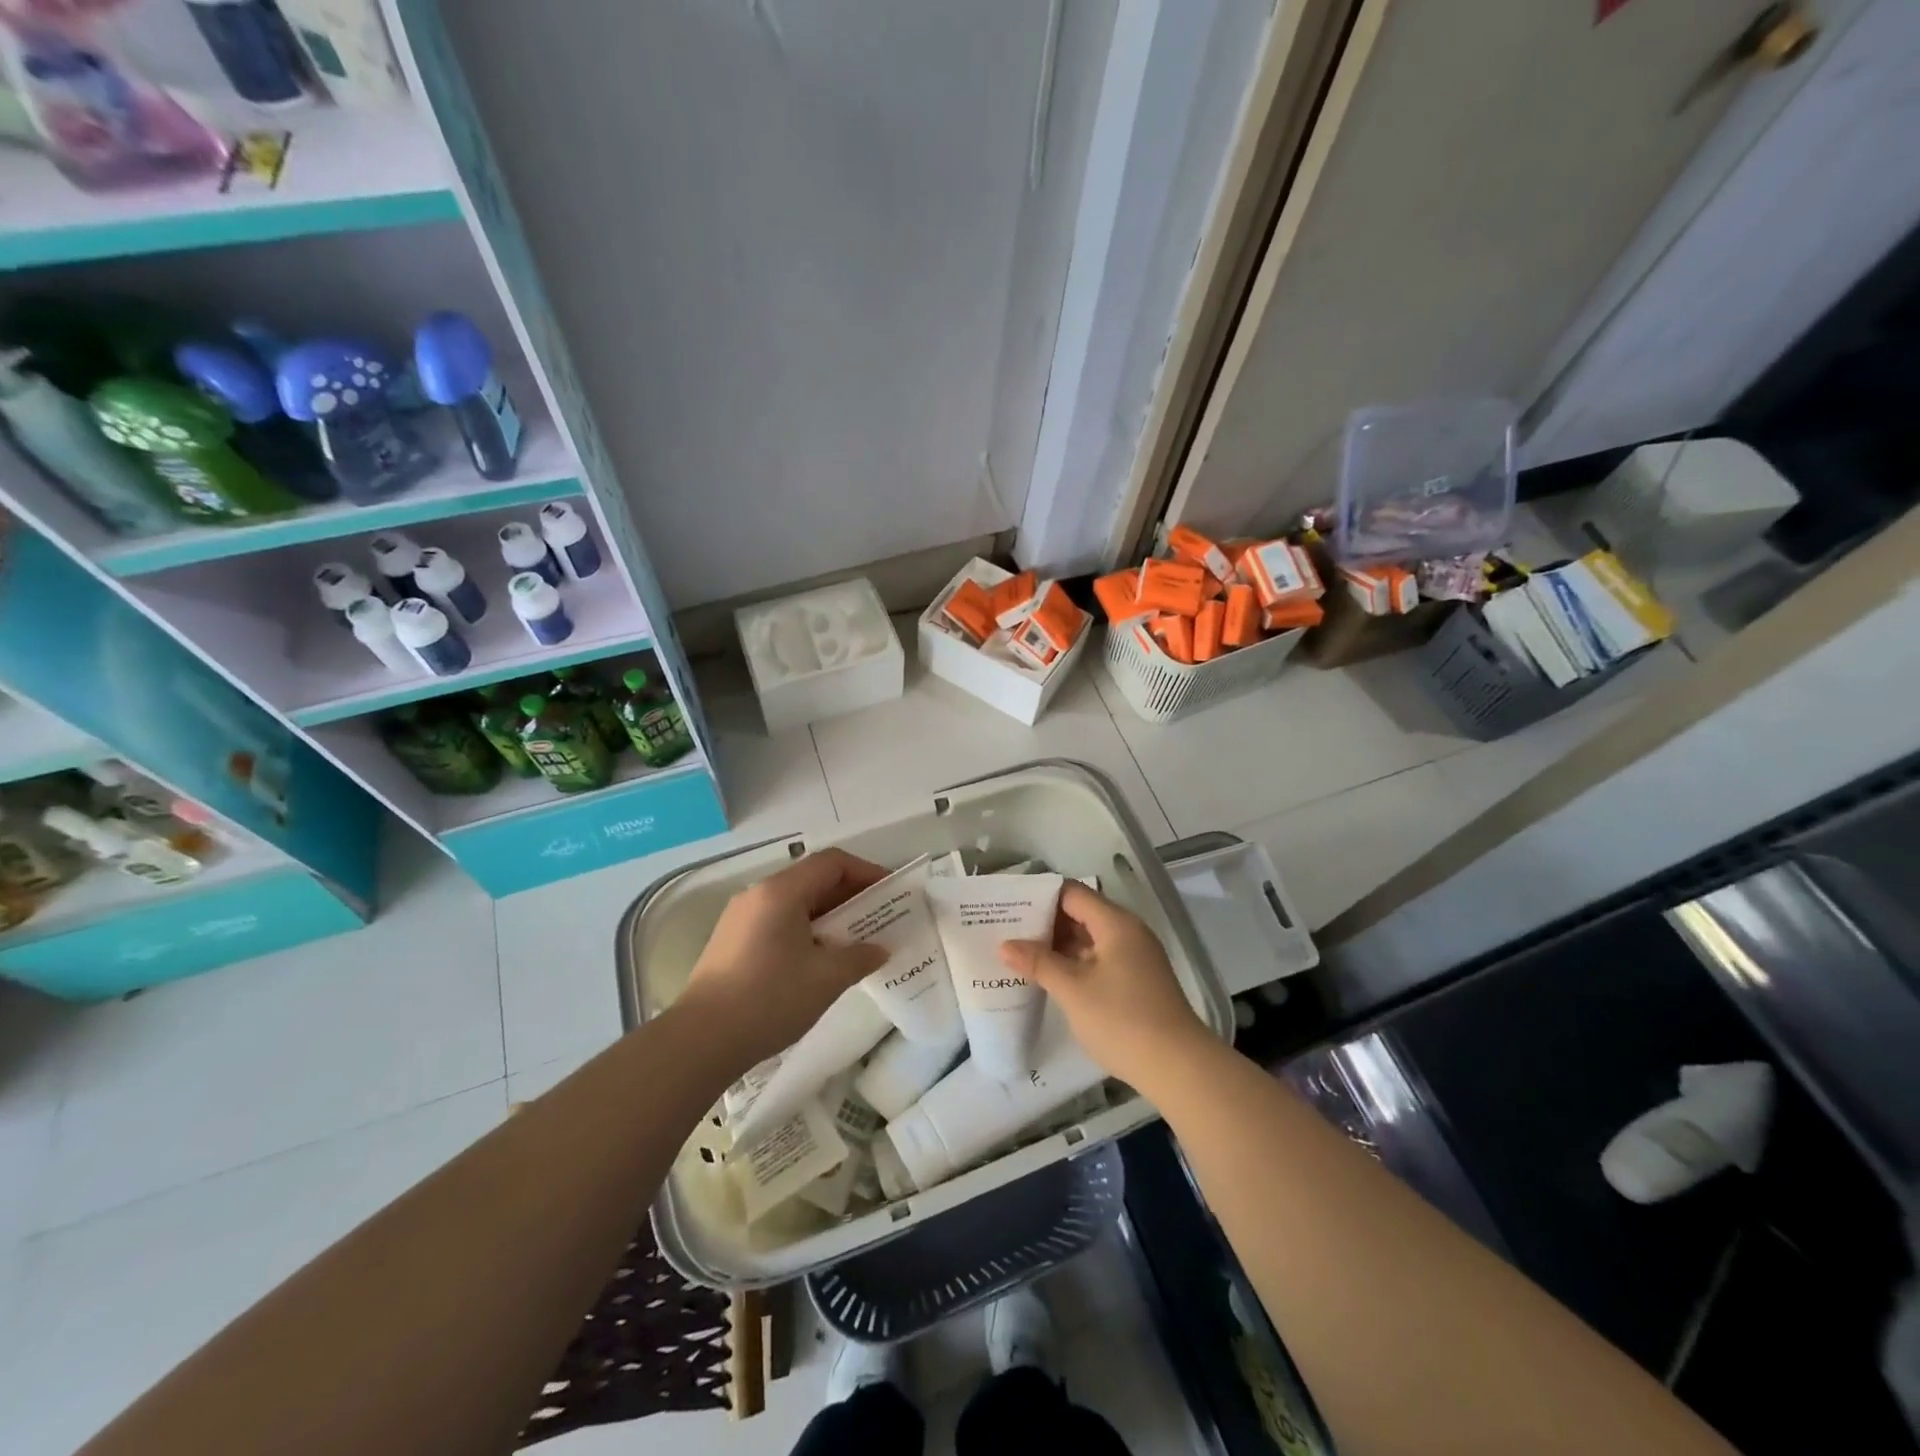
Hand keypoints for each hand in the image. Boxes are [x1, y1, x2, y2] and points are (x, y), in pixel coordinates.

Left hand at [678, 849, 890, 1070]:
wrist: (700, 1041)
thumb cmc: (769, 999)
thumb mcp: (826, 978)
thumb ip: (860, 957)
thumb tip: (879, 949)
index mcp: (781, 892)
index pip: (832, 862)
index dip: (866, 871)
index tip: (890, 893)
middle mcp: (758, 894)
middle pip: (813, 879)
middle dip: (850, 896)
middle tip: (879, 919)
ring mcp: (741, 917)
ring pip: (795, 902)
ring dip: (829, 915)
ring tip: (854, 942)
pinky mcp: (732, 941)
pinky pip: (779, 921)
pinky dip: (806, 929)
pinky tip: (819, 960)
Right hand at [999, 882, 1212, 1090]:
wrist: (1179, 1067)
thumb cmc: (1122, 1020)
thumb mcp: (1073, 990)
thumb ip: (1039, 963)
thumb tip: (1005, 945)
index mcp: (1115, 923)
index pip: (1072, 894)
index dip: (1039, 896)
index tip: (1009, 906)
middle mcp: (1128, 932)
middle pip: (1081, 913)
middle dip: (1045, 922)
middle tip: (1008, 930)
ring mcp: (1135, 957)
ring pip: (1089, 938)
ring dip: (1058, 945)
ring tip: (1021, 953)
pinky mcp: (1137, 980)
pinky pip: (1099, 958)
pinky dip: (1075, 962)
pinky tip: (1050, 977)